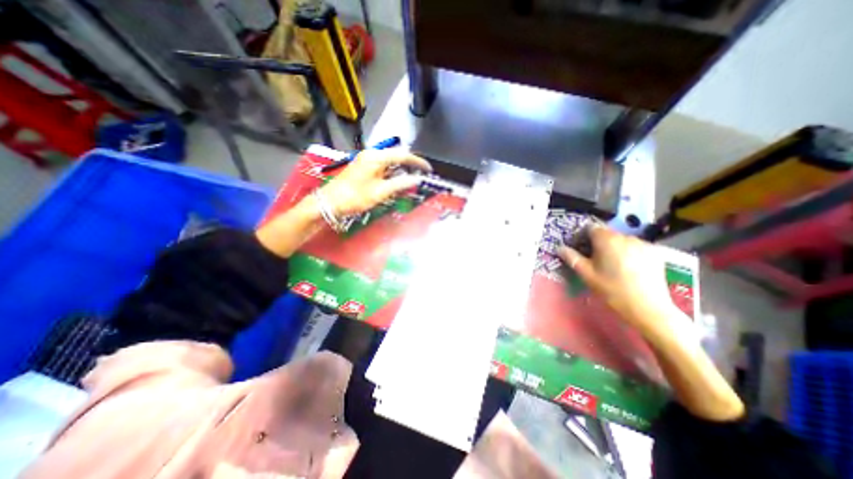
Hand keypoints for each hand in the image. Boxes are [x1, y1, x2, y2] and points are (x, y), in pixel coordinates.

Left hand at [318, 148, 429, 216]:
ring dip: (401, 170)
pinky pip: (382, 167)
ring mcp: (366, 160)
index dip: (418, 162)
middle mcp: (372, 154)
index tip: (429, 169)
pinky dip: (392, 173)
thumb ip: (401, 184)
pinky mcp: (363, 167)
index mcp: (376, 157)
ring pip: (390, 162)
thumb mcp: (381, 191)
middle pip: (396, 156)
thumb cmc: (355, 197)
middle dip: (410, 165)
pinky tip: (396, 181)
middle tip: (421, 175)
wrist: (330, 202)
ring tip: (411, 180)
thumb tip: (417, 179)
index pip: (403, 155)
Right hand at [557, 226, 676, 333]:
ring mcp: (643, 243)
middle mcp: (625, 237)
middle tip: (595, 259)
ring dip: (615, 247)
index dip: (583, 236)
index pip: (591, 228)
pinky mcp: (656, 252)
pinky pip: (636, 247)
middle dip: (599, 243)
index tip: (581, 248)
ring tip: (613, 265)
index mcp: (606, 240)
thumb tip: (559, 248)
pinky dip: (629, 252)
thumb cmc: (611, 290)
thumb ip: (572, 258)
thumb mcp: (586, 274)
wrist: (647, 308)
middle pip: (607, 233)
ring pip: (622, 240)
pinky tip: (629, 267)